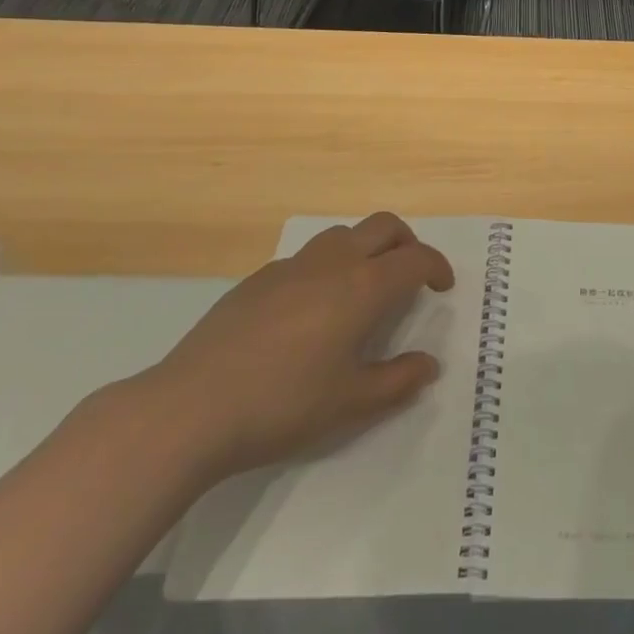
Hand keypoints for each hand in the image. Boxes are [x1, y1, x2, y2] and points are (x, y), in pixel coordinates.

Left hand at [130, 213, 454, 484]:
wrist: (192, 407)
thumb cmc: (283, 405)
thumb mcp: (350, 404)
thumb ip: (397, 381)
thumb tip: (429, 364)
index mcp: (363, 287)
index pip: (415, 259)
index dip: (436, 267)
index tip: (442, 286)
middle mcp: (334, 263)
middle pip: (383, 226)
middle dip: (406, 242)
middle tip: (410, 275)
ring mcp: (293, 265)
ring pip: (343, 233)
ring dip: (366, 247)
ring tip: (363, 286)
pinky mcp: (259, 278)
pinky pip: (308, 257)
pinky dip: (327, 266)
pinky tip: (311, 309)